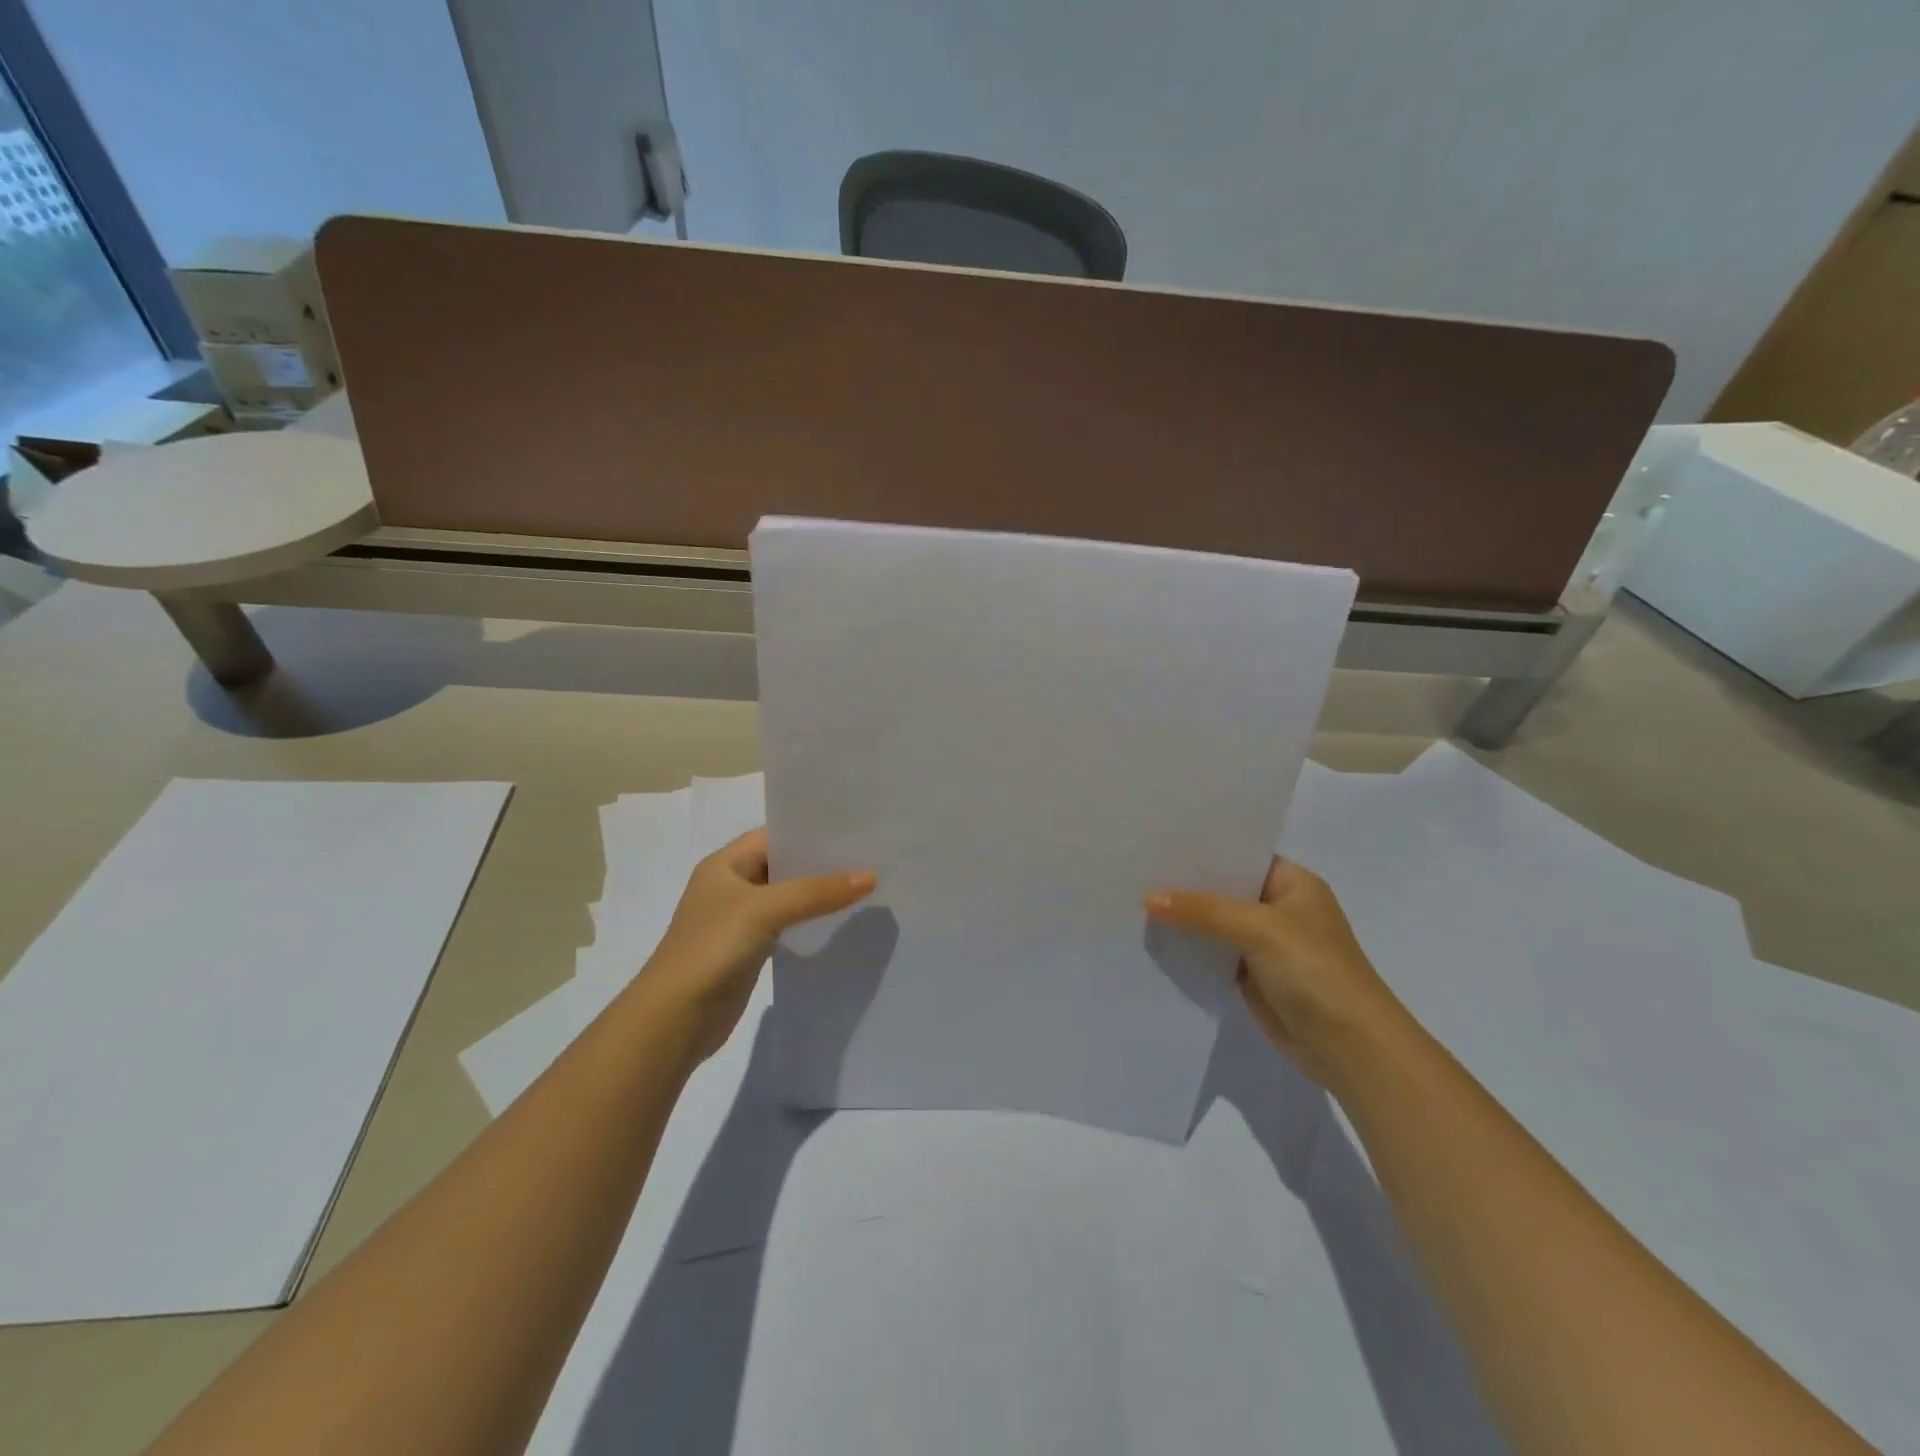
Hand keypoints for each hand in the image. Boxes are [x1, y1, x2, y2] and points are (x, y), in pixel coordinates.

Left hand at [637, 829, 875, 1060]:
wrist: (674, 1019)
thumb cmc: (712, 948)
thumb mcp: (765, 909)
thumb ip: (817, 892)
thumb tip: (870, 877)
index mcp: (724, 864)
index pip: (774, 836)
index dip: (810, 832)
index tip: (853, 831)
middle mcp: (731, 886)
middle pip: (783, 865)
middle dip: (821, 863)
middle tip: (869, 857)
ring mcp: (739, 920)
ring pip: (787, 897)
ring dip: (818, 894)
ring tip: (864, 885)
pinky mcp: (749, 950)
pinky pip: (786, 926)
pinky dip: (810, 922)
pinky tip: (840, 922)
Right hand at [1146, 858, 1408, 1087]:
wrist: (1350, 1047)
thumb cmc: (1315, 970)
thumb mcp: (1259, 928)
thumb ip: (1203, 910)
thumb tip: (1149, 898)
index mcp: (1293, 884)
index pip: (1241, 856)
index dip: (1203, 850)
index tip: (1159, 842)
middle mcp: (1279, 909)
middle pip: (1225, 890)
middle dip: (1186, 884)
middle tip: (1137, 868)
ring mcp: (1266, 944)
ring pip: (1215, 924)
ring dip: (1185, 918)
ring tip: (1134, 898)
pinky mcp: (1253, 976)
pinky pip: (1214, 954)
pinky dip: (1191, 949)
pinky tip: (1154, 938)